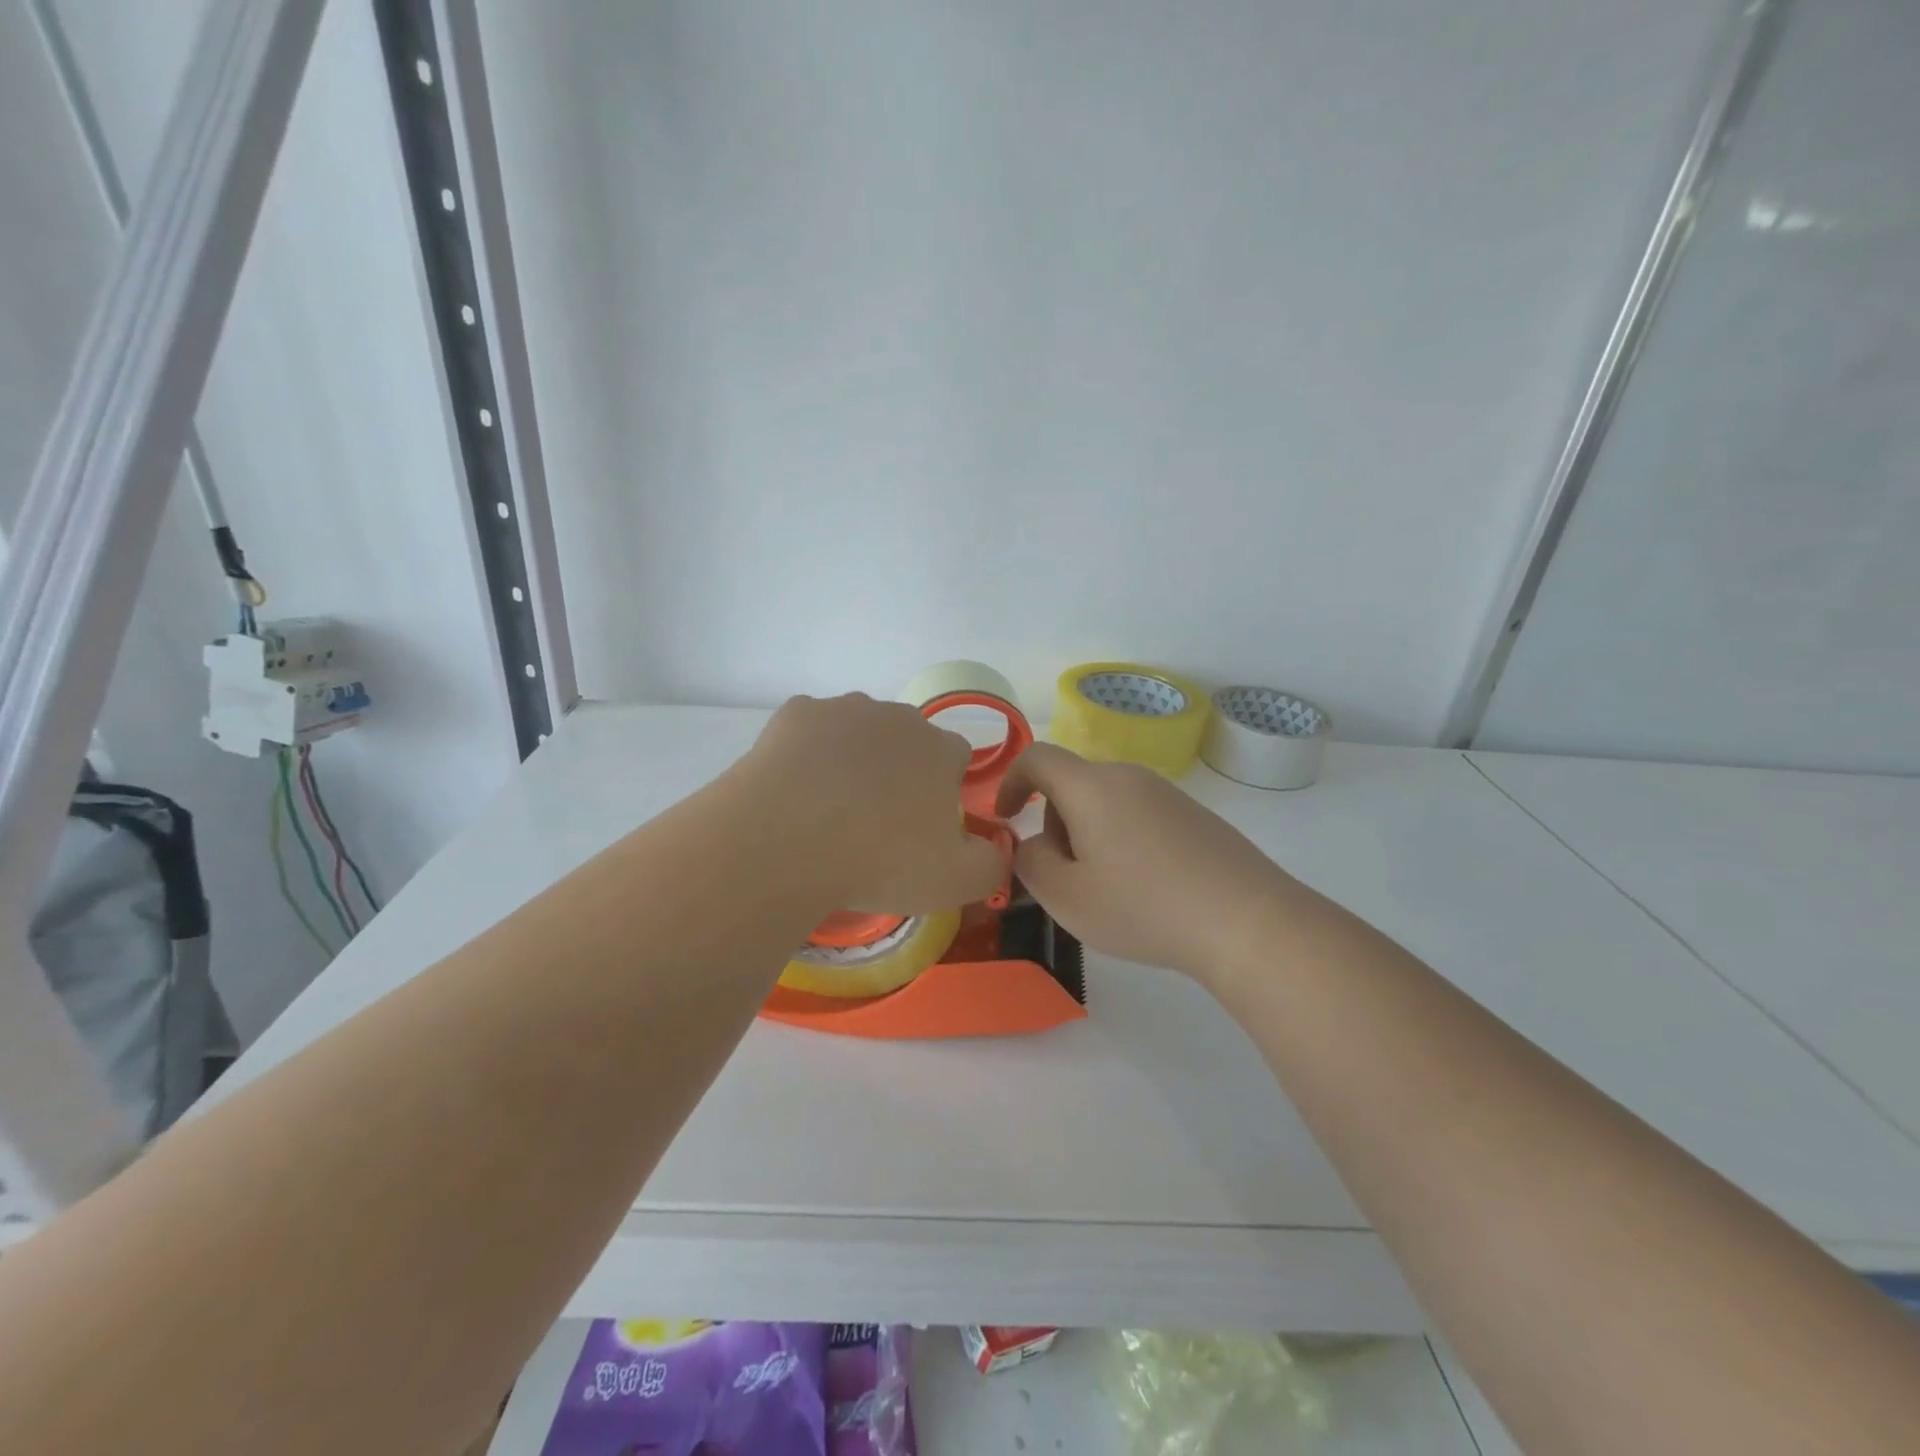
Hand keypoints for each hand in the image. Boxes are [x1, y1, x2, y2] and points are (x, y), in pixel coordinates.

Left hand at [745, 693, 1007, 914]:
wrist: (787, 842)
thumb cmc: (880, 861)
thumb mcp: (957, 881)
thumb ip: (992, 863)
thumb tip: (996, 850)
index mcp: (940, 749)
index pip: (957, 758)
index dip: (944, 790)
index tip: (923, 827)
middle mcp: (897, 717)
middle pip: (907, 741)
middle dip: (900, 771)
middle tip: (876, 823)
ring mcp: (843, 709)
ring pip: (858, 732)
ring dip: (854, 760)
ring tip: (830, 810)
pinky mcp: (795, 714)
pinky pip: (810, 732)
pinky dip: (808, 754)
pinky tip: (795, 790)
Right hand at [994, 743, 1304, 984]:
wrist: (1247, 921)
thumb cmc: (1143, 907)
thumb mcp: (1066, 897)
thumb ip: (1030, 862)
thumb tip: (1036, 843)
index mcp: (1092, 786)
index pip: (1037, 757)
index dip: (1010, 781)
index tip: (1006, 818)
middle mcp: (1129, 776)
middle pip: (1072, 784)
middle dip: (1054, 823)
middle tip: (1066, 877)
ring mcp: (1167, 793)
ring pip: (1106, 802)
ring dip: (1089, 835)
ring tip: (1108, 890)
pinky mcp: (1195, 814)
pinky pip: (1139, 815)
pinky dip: (1123, 840)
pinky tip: (1147, 888)